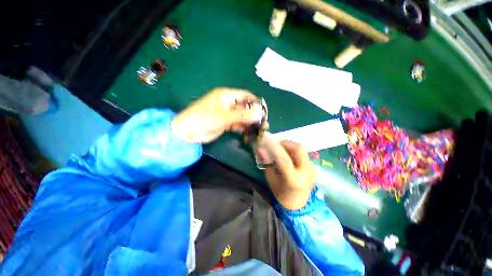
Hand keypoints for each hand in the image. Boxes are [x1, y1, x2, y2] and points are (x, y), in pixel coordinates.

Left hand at [171, 88, 262, 142]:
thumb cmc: (204, 119)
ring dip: (249, 122)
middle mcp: (228, 103)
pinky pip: (237, 123)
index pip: (246, 95)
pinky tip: (249, 132)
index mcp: (227, 96)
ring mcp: (227, 113)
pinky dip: (243, 127)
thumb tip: (260, 113)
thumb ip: (242, 115)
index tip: (264, 111)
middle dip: (254, 114)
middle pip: (245, 106)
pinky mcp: (225, 123)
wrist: (188, 132)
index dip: (255, 102)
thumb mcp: (224, 116)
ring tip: (259, 129)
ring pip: (242, 116)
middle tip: (263, 123)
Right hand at [261, 137, 315, 209]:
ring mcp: (312, 168)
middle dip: (285, 143)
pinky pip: (302, 153)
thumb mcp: (271, 180)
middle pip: (299, 149)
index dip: (274, 148)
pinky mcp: (313, 166)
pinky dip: (292, 151)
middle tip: (275, 144)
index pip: (284, 160)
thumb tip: (260, 149)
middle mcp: (306, 172)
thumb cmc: (281, 194)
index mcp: (293, 179)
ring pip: (301, 149)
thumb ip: (267, 163)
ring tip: (280, 150)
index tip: (265, 138)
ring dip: (289, 146)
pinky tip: (288, 157)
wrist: (299, 204)